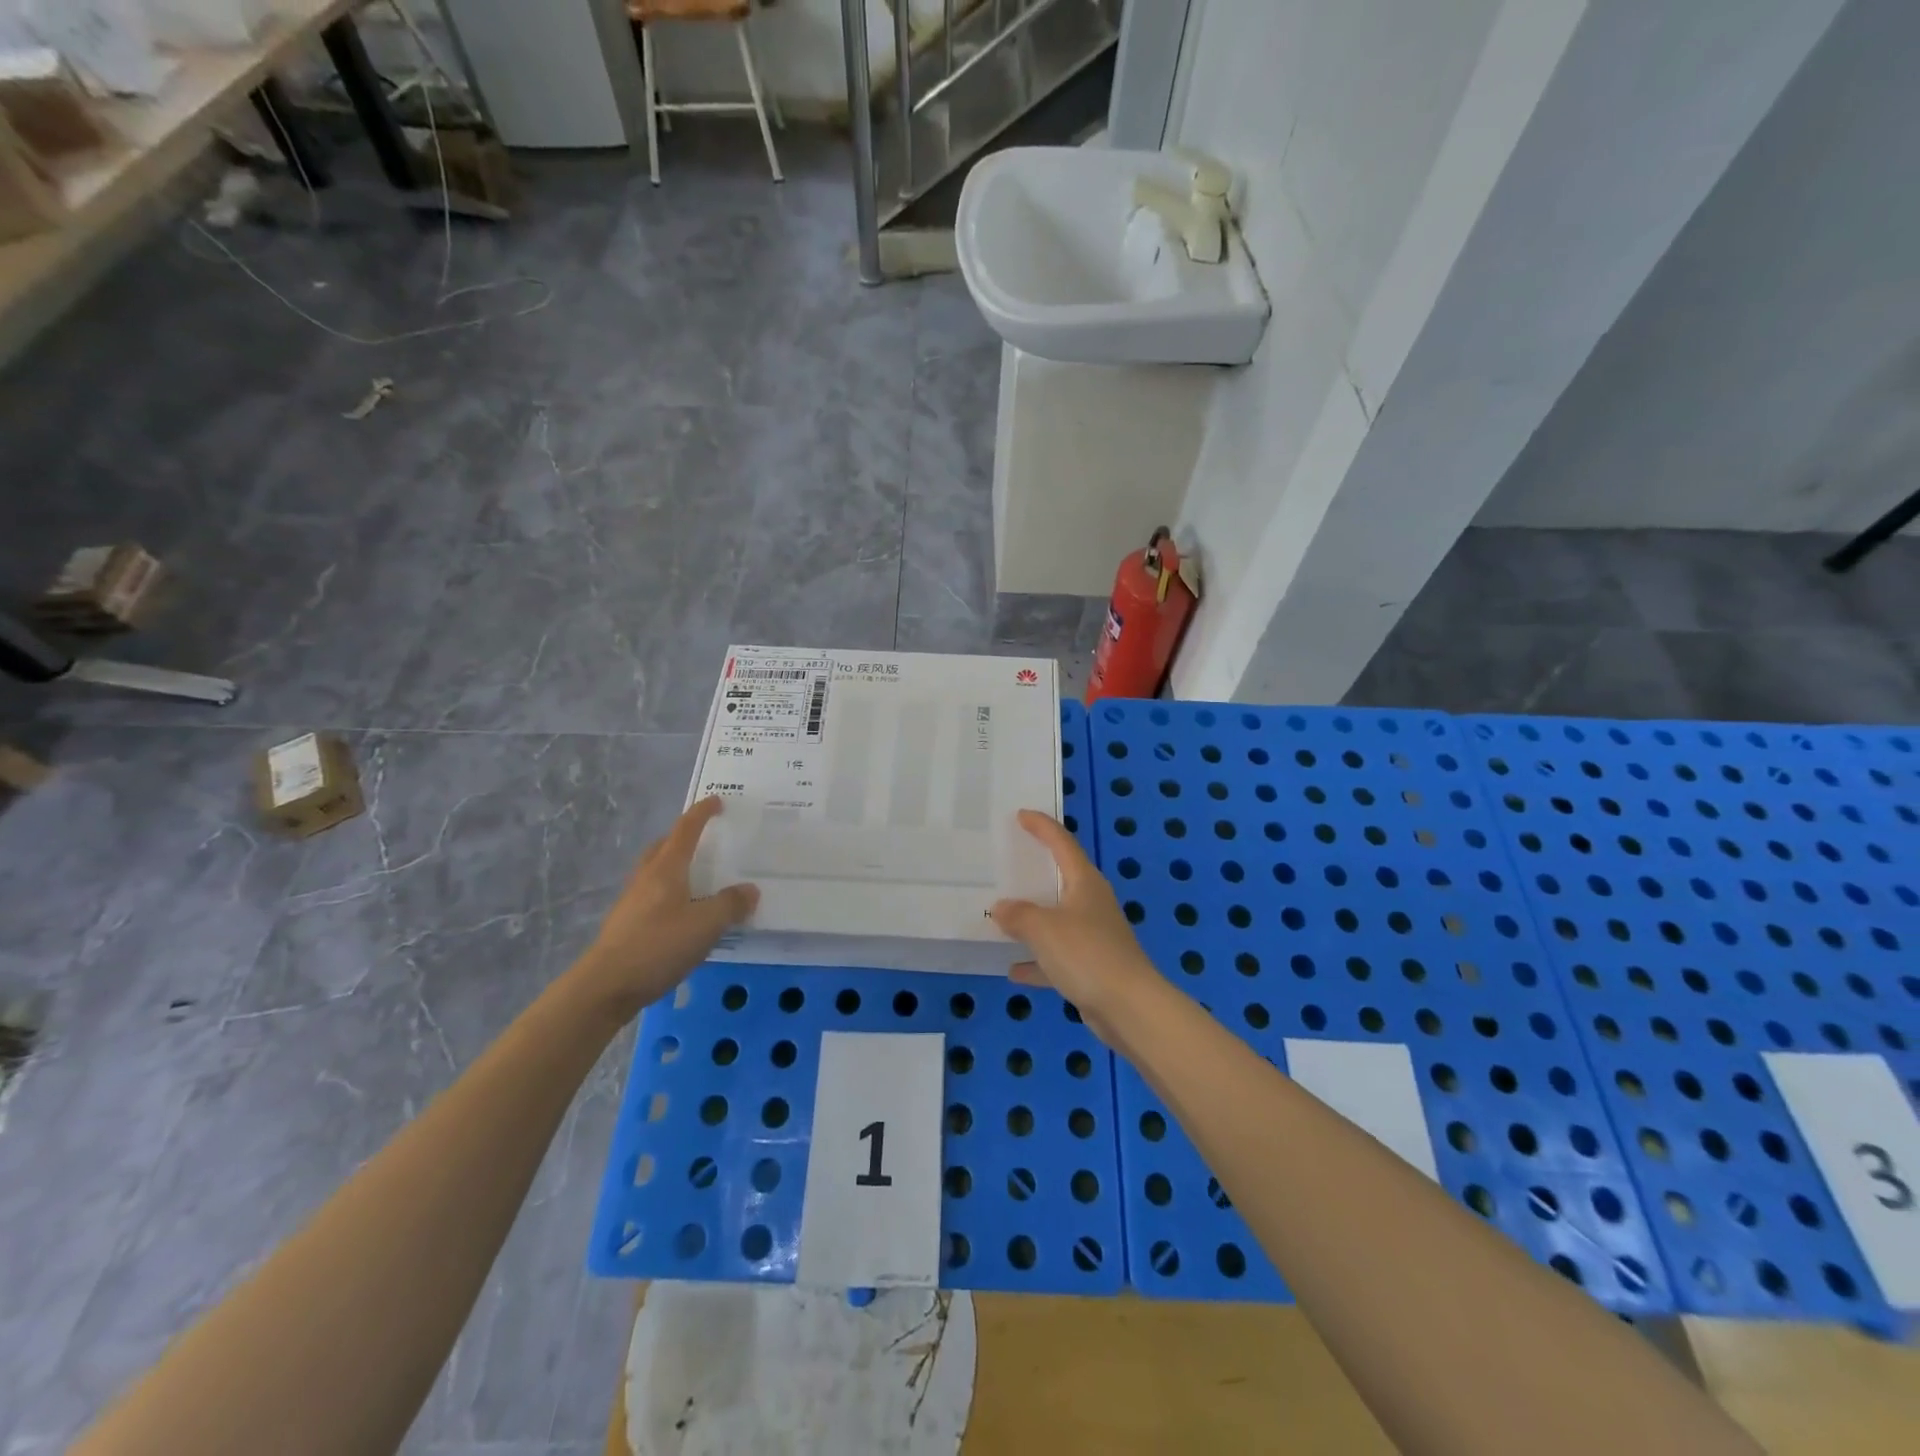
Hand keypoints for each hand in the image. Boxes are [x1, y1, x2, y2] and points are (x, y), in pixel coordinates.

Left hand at [574, 797, 758, 1022]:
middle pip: (663, 846)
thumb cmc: (658, 946)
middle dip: (683, 837)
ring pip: (655, 871)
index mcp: (666, 868)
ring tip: (698, 877)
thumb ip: (731, 905)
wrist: (605, 986)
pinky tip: (683, 913)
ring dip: (675, 865)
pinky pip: (653, 895)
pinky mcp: (627, 924)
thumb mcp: (706, 925)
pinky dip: (670, 892)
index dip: (702, 813)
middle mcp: (646, 877)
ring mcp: (632, 901)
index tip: (717, 800)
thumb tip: (750, 890)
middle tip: (705, 839)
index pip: (686, 830)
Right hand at [990, 809, 1164, 1044]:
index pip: (1062, 843)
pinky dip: (1037, 961)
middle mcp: (1091, 903)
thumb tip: (1002, 907)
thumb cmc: (1087, 954)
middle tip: (1009, 859)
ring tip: (1003, 915)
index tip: (1021, 815)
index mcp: (1084, 883)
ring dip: (1033, 919)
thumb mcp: (1043, 929)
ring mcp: (1094, 936)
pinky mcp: (1092, 967)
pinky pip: (1057, 956)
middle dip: (1037, 870)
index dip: (1042, 826)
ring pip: (1058, 919)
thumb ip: (1019, 915)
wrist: (1129, 1008)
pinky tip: (1013, 970)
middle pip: (1062, 878)